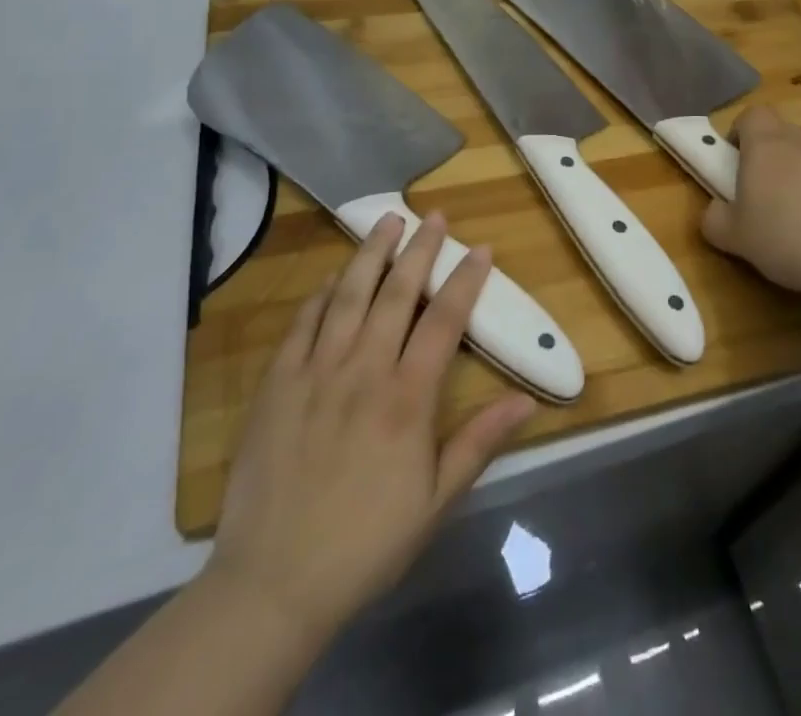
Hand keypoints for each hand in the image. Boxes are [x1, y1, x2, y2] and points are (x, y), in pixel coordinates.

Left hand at [204, 213, 535, 646]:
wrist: (273, 584)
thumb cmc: (366, 544)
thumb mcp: (435, 502)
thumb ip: (479, 442)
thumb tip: (527, 399)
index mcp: (406, 398)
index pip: (444, 321)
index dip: (465, 280)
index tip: (481, 248)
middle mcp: (364, 371)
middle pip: (396, 294)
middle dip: (419, 249)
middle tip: (433, 216)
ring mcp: (316, 373)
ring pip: (348, 296)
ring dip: (371, 254)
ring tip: (387, 220)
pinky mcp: (277, 385)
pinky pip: (302, 324)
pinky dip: (322, 294)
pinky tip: (334, 277)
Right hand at [702, 105, 800, 323]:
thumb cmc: (783, 238)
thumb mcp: (732, 237)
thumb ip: (714, 218)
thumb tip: (715, 211)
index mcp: (765, 146)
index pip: (752, 114)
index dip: (741, 131)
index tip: (735, 159)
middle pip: (781, 134)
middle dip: (768, 157)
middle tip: (760, 195)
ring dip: (799, 179)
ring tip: (796, 222)